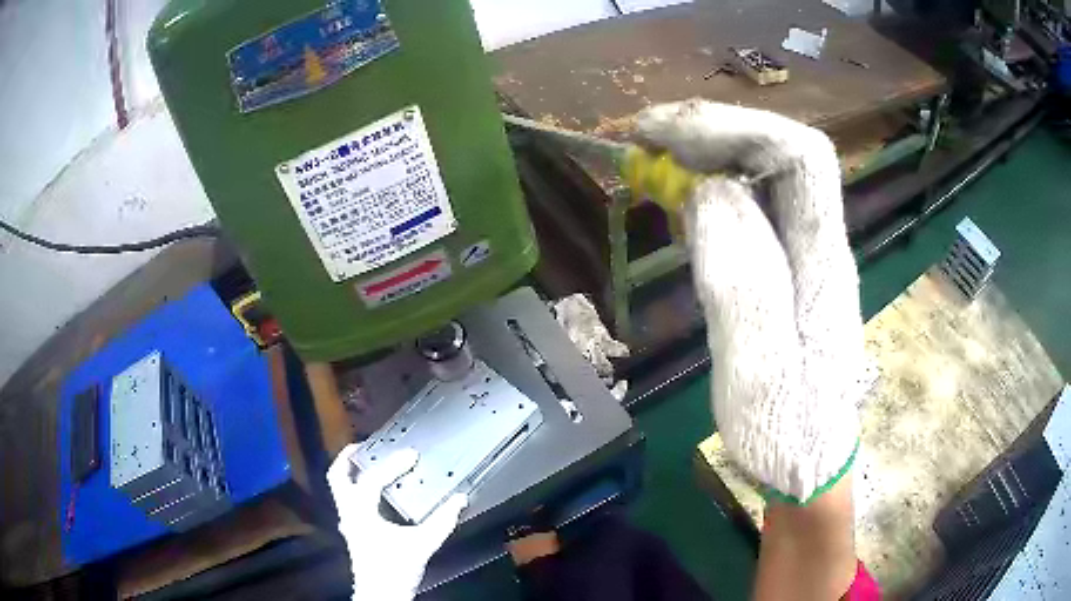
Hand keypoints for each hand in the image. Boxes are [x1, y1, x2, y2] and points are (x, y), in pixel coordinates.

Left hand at [328, 445, 466, 600]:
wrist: (381, 594)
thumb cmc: (396, 569)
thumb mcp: (423, 545)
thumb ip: (442, 522)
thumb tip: (459, 500)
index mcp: (361, 513)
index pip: (372, 479)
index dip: (392, 464)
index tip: (412, 454)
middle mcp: (349, 513)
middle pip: (337, 477)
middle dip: (348, 458)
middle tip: (364, 445)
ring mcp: (348, 522)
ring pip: (339, 489)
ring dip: (351, 473)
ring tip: (369, 462)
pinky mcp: (353, 531)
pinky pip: (349, 501)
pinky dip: (358, 489)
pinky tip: (377, 493)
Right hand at [635, 100, 863, 502]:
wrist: (810, 463)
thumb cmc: (788, 434)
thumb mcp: (761, 374)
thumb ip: (743, 284)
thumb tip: (709, 194)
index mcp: (824, 263)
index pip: (800, 156)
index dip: (735, 128)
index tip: (665, 134)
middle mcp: (820, 244)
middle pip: (781, 153)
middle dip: (714, 132)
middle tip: (646, 140)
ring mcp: (805, 255)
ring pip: (764, 175)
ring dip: (708, 155)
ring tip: (653, 162)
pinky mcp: (785, 270)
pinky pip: (751, 206)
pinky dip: (709, 188)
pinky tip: (679, 200)